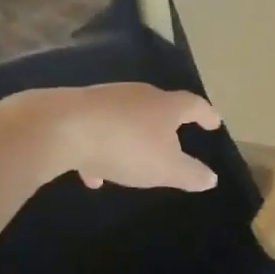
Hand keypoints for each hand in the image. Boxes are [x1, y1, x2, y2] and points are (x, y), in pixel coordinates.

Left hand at [30, 83, 223, 190]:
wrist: (60, 128)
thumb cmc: (125, 146)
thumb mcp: (165, 169)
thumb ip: (190, 174)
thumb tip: (211, 178)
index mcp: (165, 106)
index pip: (194, 106)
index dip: (207, 115)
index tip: (214, 123)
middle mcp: (138, 95)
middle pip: (159, 106)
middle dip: (167, 124)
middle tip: (175, 139)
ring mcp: (106, 99)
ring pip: (127, 119)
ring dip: (133, 139)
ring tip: (133, 163)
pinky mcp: (77, 109)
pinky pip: (98, 130)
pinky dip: (101, 149)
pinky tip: (93, 174)